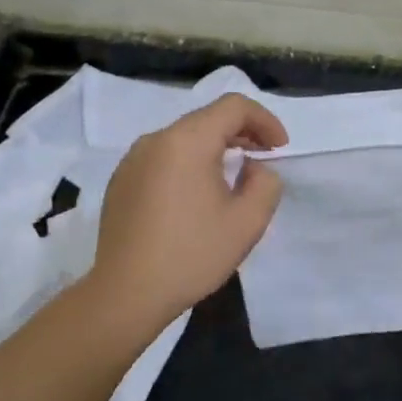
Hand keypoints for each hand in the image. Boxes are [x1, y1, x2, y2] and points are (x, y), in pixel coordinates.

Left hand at [89, 94, 288, 327]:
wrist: (127, 294)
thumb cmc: (192, 254)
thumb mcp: (248, 221)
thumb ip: (266, 183)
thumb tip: (252, 168)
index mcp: (187, 141)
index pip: (233, 106)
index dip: (265, 120)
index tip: (280, 149)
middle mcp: (155, 140)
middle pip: (207, 118)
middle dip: (242, 132)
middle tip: (264, 159)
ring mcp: (132, 160)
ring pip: (184, 138)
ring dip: (215, 148)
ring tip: (234, 177)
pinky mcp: (121, 181)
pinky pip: (164, 157)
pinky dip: (189, 163)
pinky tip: (198, 197)